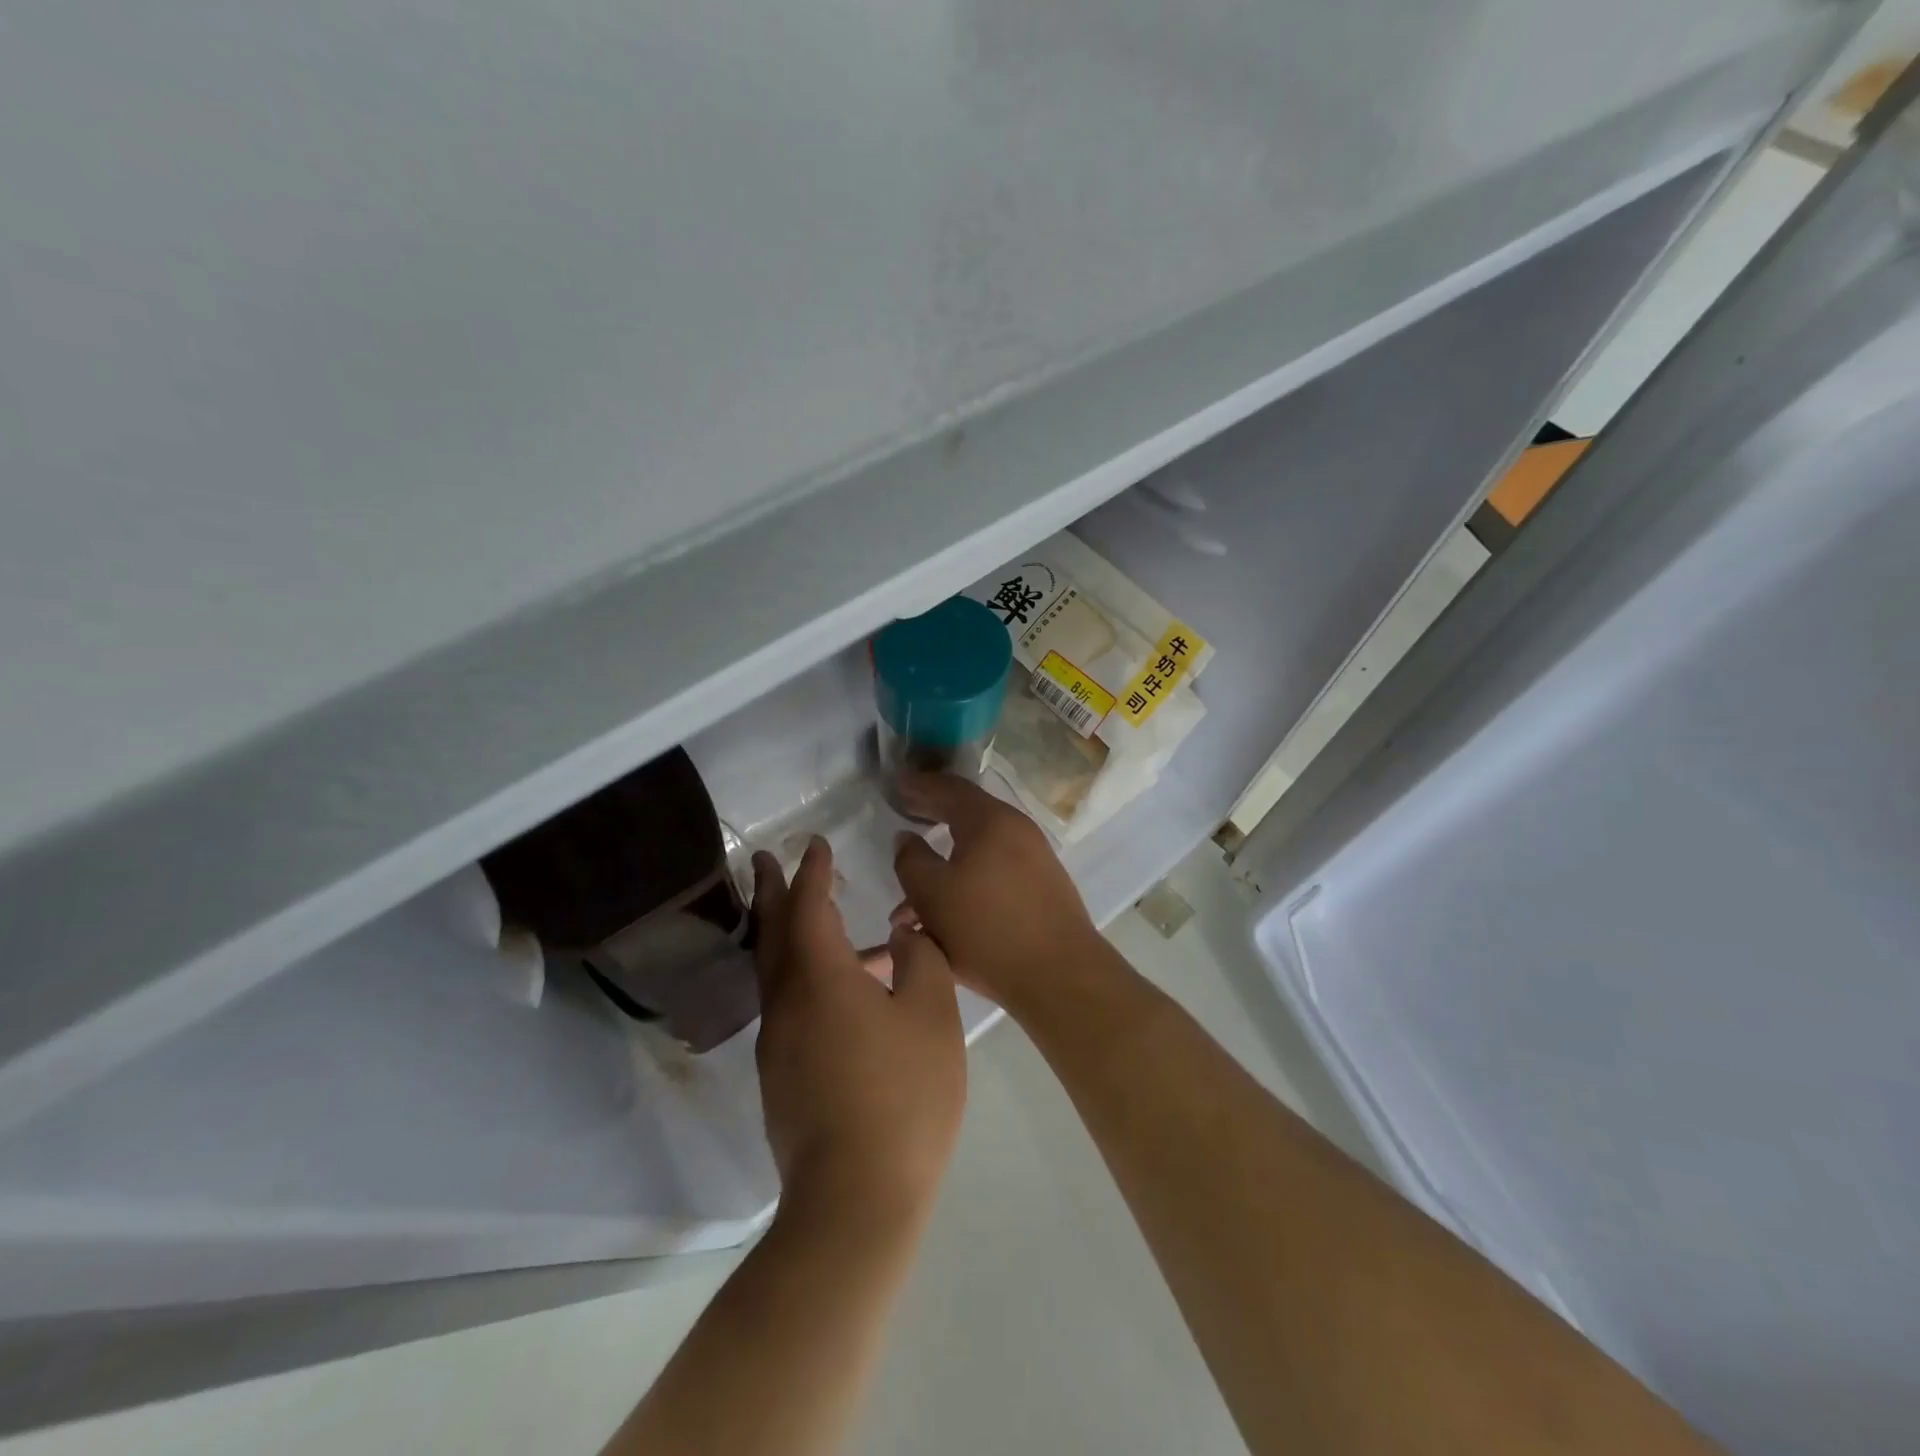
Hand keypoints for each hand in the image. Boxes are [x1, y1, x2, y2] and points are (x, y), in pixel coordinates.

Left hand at [752, 838, 966, 1226]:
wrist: (856, 1200)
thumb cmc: (903, 1096)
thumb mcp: (932, 1016)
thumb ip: (920, 961)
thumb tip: (901, 935)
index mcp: (820, 979)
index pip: (808, 907)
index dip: (812, 872)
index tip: (815, 844)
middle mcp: (786, 1004)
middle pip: (772, 933)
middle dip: (770, 891)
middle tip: (762, 859)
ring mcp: (778, 1045)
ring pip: (775, 972)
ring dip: (784, 933)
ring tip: (815, 918)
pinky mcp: (782, 1078)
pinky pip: (787, 1005)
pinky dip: (800, 976)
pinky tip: (839, 992)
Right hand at [890, 774, 1105, 1015]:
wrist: (1060, 975)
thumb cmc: (986, 928)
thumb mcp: (931, 894)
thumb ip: (911, 860)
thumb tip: (906, 837)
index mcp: (990, 820)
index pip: (949, 788)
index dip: (918, 785)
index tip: (895, 785)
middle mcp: (1016, 829)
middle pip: (966, 814)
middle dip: (932, 815)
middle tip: (905, 813)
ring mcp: (1034, 858)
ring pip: (978, 851)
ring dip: (944, 863)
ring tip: (910, 896)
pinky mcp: (1041, 887)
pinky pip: (994, 872)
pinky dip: (966, 880)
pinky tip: (945, 912)